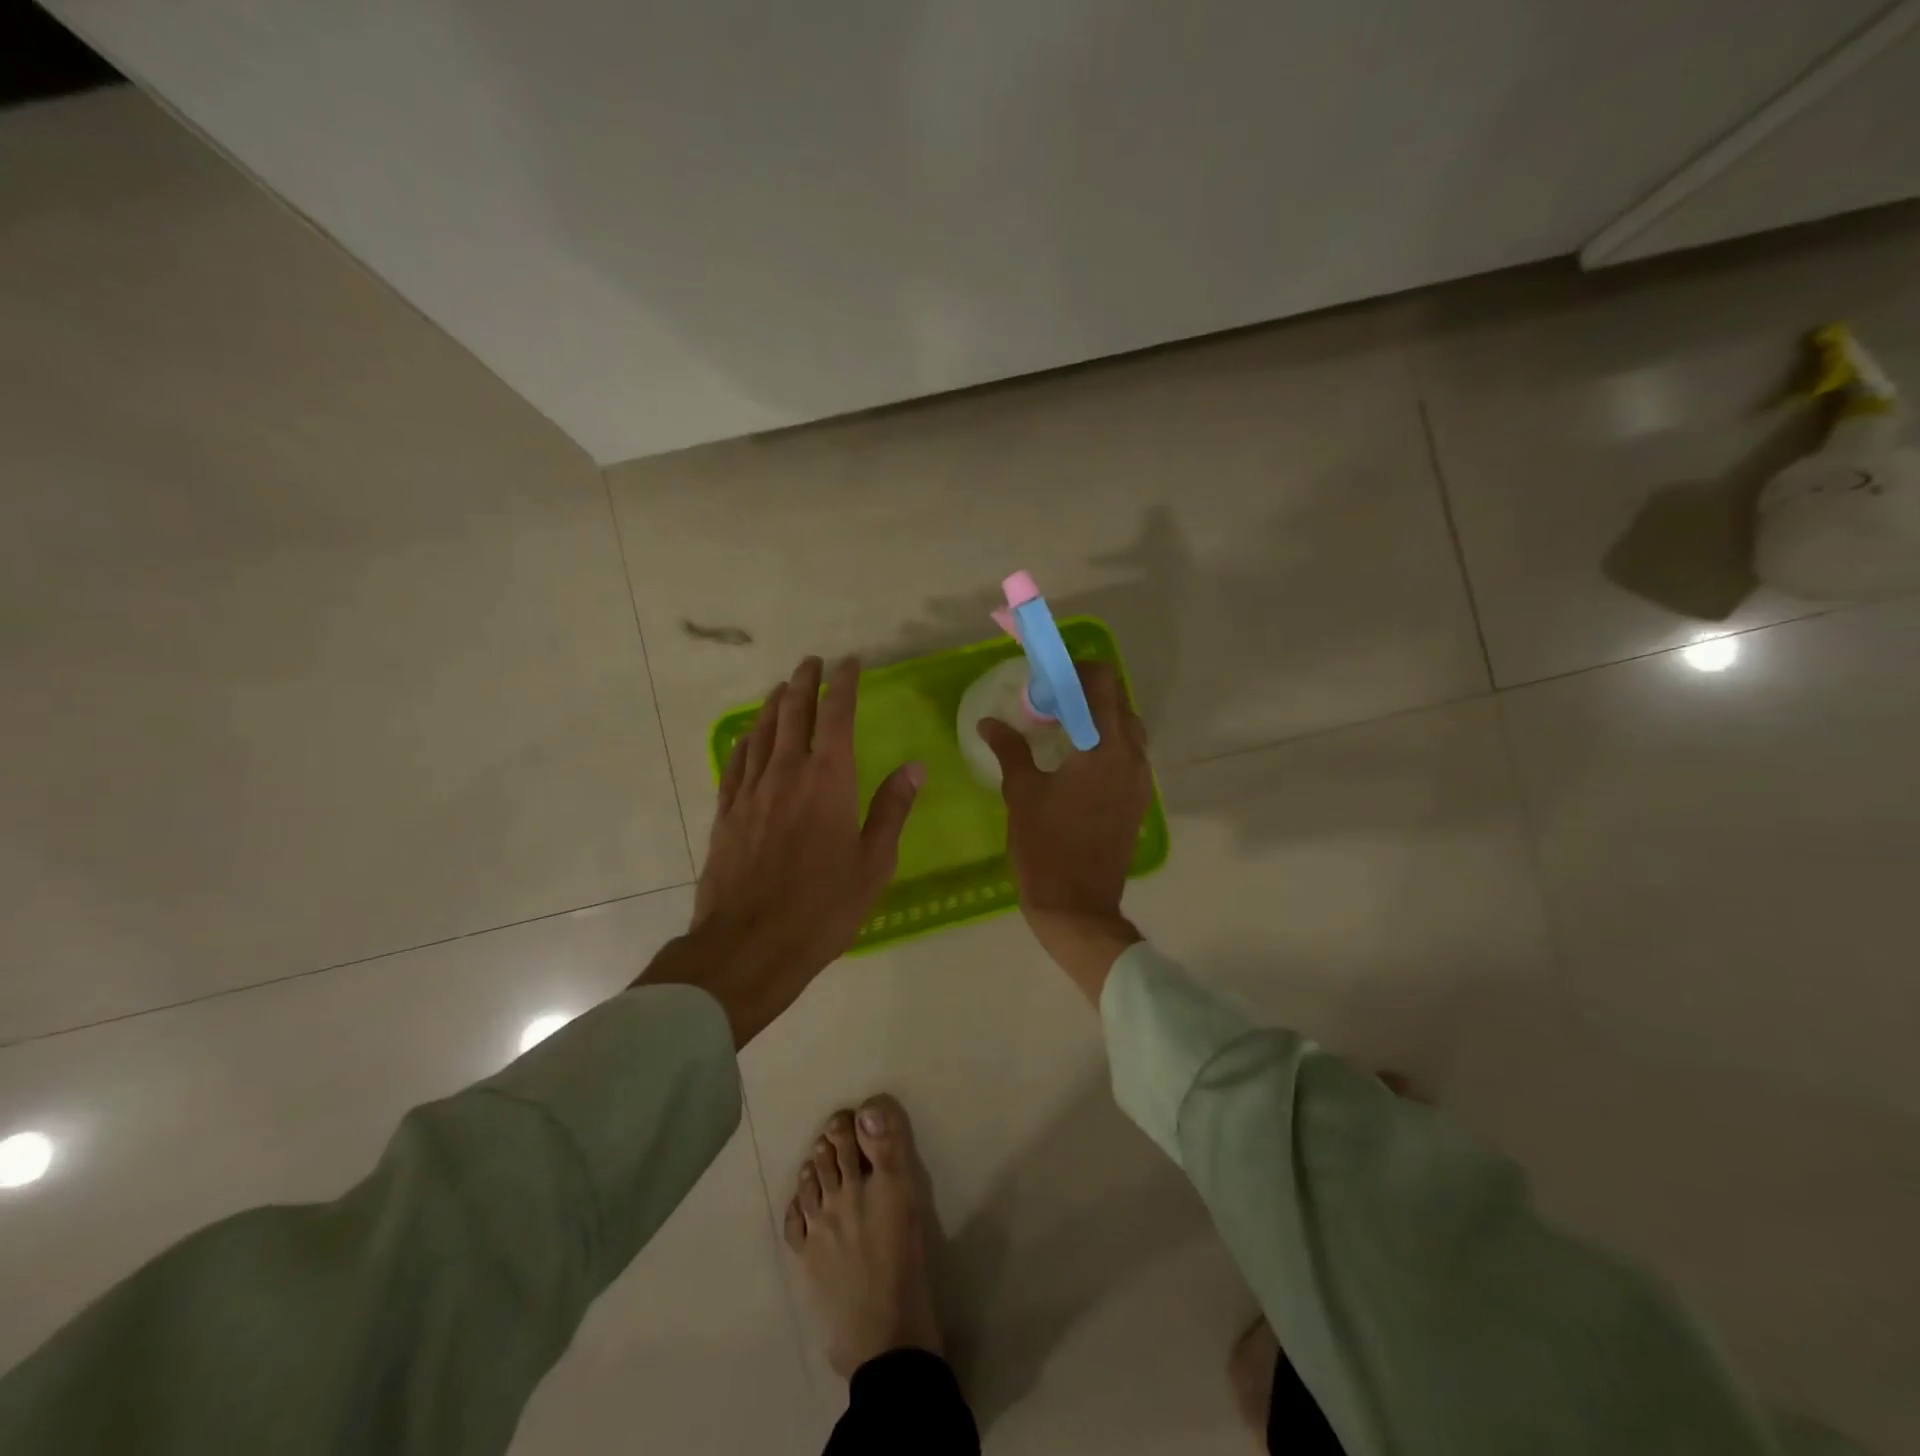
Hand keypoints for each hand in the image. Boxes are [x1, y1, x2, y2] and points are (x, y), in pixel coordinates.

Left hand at [641, 656, 922, 1045]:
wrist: (750, 944)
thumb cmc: (823, 907)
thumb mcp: (873, 863)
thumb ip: (892, 810)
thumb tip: (914, 767)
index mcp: (829, 780)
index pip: (837, 715)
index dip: (844, 684)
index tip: (849, 662)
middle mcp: (787, 772)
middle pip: (793, 712)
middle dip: (804, 681)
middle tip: (811, 661)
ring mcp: (751, 791)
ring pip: (761, 732)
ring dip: (773, 704)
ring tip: (782, 687)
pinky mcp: (726, 812)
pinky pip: (735, 762)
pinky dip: (745, 740)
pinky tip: (747, 736)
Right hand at [978, 661, 1151, 1001]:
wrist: (1077, 905)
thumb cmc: (1045, 846)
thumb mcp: (1021, 792)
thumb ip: (1010, 749)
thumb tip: (990, 722)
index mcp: (1103, 747)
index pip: (1102, 683)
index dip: (1075, 670)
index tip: (1045, 680)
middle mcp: (1131, 756)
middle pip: (1118, 702)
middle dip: (1085, 693)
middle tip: (1048, 704)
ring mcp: (1140, 780)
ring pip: (1126, 729)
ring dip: (1097, 719)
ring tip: (1060, 731)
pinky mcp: (1138, 800)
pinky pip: (1127, 755)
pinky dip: (1105, 744)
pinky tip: (1074, 762)